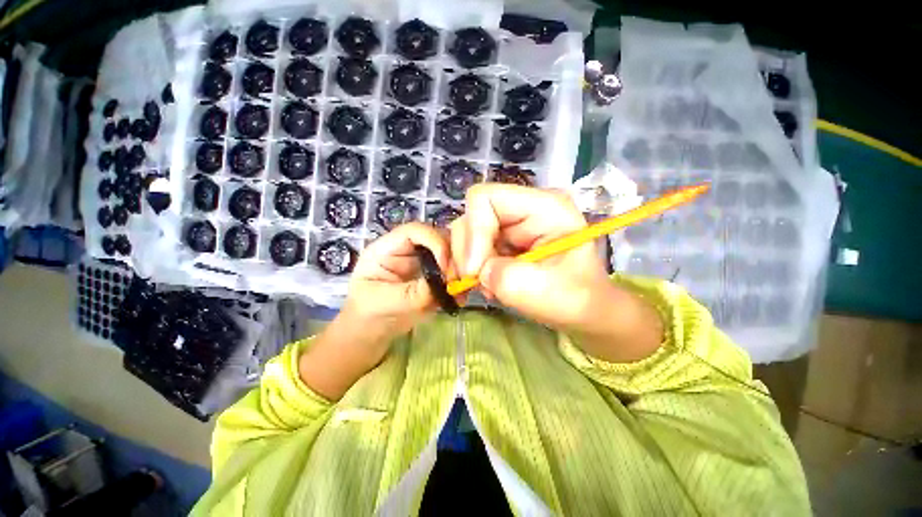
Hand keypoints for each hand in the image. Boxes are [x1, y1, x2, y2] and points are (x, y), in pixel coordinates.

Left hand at [300, 223, 449, 399]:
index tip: (445, 267)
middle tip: (460, 278)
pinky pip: (452, 270)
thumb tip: (445, 284)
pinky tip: (459, 298)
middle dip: (453, 255)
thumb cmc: (369, 313)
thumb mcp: (385, 303)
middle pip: (438, 237)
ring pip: (449, 252)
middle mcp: (408, 249)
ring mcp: (422, 261)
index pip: (416, 231)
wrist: (373, 329)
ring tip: (462, 289)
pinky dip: (460, 281)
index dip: (435, 242)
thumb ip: (413, 294)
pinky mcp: (433, 274)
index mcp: (388, 248)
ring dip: (459, 268)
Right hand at [450, 184, 662, 362]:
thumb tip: (477, 271)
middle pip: (471, 216)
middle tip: (479, 283)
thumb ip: (506, 278)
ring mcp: (509, 224)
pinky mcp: (501, 240)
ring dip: (467, 263)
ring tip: (485, 287)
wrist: (581, 309)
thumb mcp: (544, 293)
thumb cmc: (575, 299)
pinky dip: (469, 268)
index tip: (475, 269)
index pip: (485, 198)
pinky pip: (470, 247)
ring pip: (466, 233)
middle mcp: (522, 208)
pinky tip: (482, 284)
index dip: (474, 231)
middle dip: (469, 253)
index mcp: (542, 207)